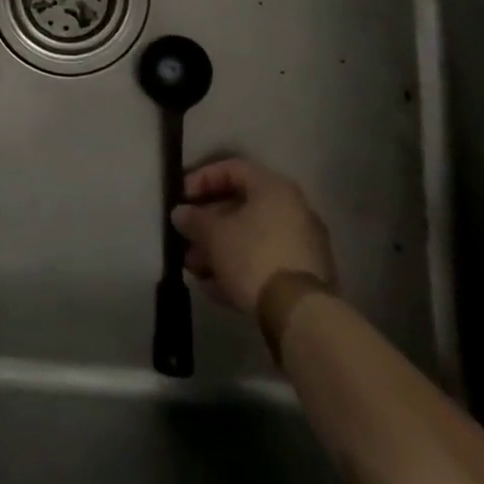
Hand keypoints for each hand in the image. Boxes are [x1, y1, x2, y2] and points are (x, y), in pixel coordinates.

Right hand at [171, 158, 335, 316]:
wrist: (300, 314)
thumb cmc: (253, 257)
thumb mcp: (214, 235)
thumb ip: (194, 219)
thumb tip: (180, 213)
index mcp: (273, 188)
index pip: (232, 168)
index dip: (202, 178)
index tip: (182, 198)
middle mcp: (292, 209)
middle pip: (241, 207)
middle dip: (207, 224)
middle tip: (185, 238)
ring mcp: (301, 244)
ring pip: (251, 238)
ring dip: (219, 250)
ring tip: (193, 269)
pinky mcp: (303, 276)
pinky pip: (264, 262)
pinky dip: (239, 269)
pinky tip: (214, 288)